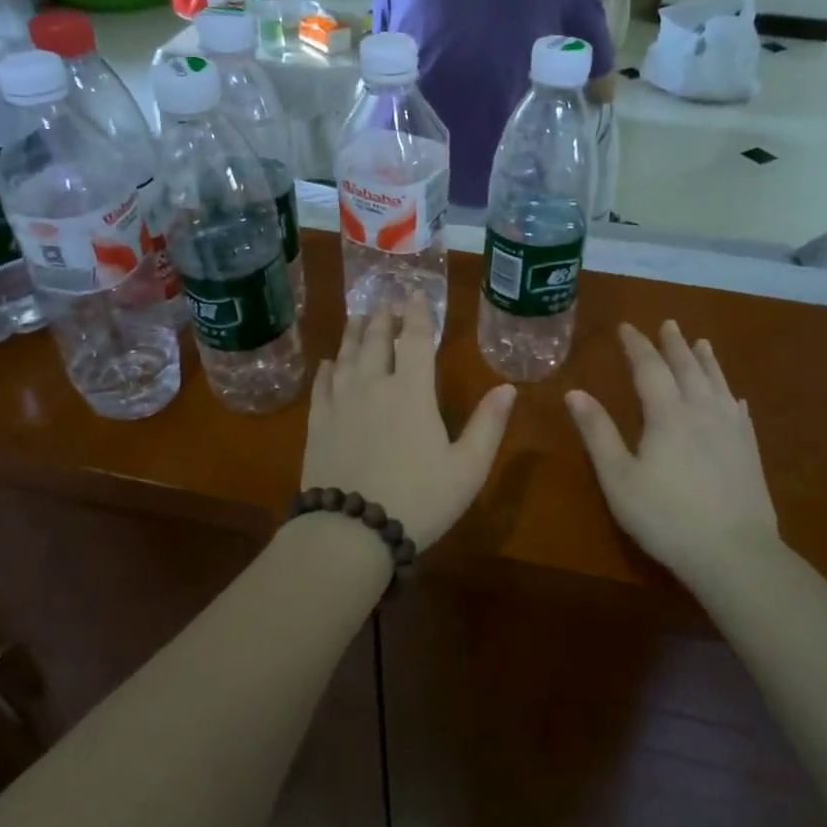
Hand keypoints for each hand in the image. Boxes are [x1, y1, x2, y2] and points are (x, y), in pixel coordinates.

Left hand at [303, 297, 516, 551]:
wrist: (351, 532)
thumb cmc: (418, 500)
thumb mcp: (467, 469)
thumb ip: (488, 425)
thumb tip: (508, 387)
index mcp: (412, 391)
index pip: (416, 339)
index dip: (418, 313)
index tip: (416, 294)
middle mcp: (373, 386)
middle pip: (377, 340)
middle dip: (384, 317)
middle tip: (385, 302)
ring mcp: (341, 403)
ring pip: (346, 356)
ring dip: (354, 333)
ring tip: (358, 317)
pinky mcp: (318, 423)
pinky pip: (322, 385)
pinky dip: (327, 368)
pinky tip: (328, 363)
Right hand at [565, 321, 781, 580]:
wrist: (734, 553)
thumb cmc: (665, 516)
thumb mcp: (619, 478)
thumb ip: (598, 433)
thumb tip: (574, 392)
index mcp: (667, 414)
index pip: (649, 367)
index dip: (637, 345)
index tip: (626, 327)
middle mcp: (702, 411)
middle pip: (688, 368)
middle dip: (674, 344)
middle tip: (668, 323)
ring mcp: (731, 430)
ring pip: (717, 383)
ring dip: (706, 360)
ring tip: (702, 342)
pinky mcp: (749, 450)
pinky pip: (739, 410)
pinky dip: (730, 394)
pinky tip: (733, 396)